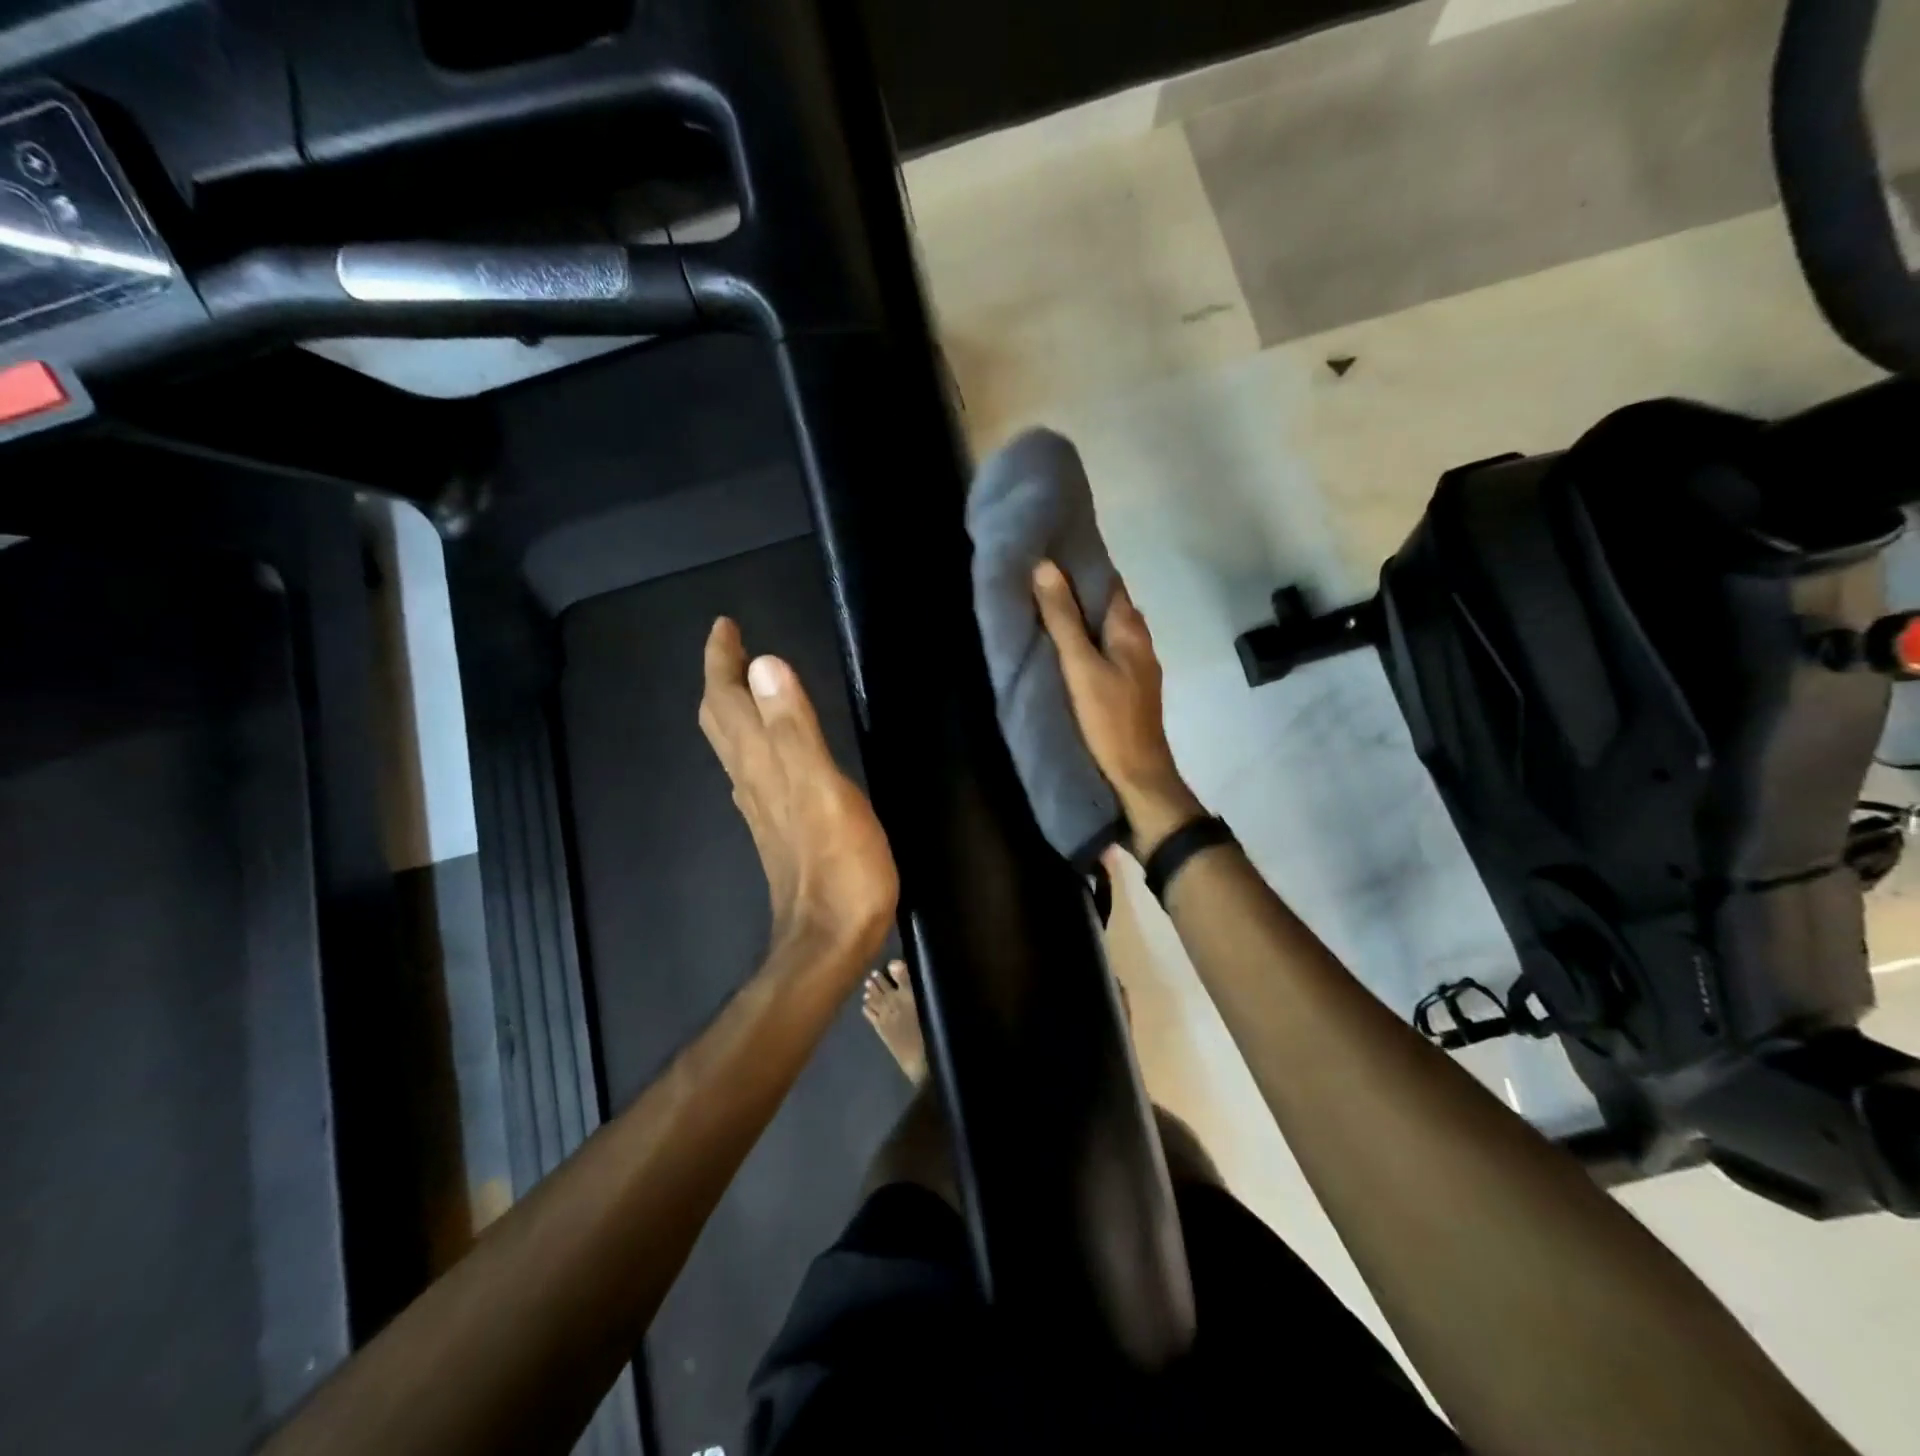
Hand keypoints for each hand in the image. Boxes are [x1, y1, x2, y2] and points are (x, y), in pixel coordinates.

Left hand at [699, 618, 898, 965]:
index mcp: (761, 763)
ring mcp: (763, 806)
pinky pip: (753, 769)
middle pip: (721, 720)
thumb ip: (795, 728)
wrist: (830, 937)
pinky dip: (753, 739)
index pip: (726, 699)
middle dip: (721, 677)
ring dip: (734, 707)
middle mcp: (751, 780)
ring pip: (734, 745)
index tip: (725, 625)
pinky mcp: (779, 826)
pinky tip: (770, 746)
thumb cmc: (839, 864)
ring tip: (748, 683)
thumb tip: (764, 664)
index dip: (721, 660)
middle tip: (732, 646)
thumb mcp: (824, 789)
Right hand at [1032, 561, 1204, 857]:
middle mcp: (1139, 641)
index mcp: (1131, 628)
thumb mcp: (1080, 666)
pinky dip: (1086, 643)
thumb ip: (1062, 619)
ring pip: (1106, 630)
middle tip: (1036, 581)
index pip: (1107, 581)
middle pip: (1107, 605)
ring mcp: (1137, 667)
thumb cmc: (1109, 719)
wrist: (1138, 775)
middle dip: (1077, 591)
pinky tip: (1064, 651)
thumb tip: (1045, 566)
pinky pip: (1105, 652)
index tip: (1048, 553)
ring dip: (1081, 619)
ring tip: (1043, 611)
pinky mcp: (1128, 689)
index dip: (1081, 566)